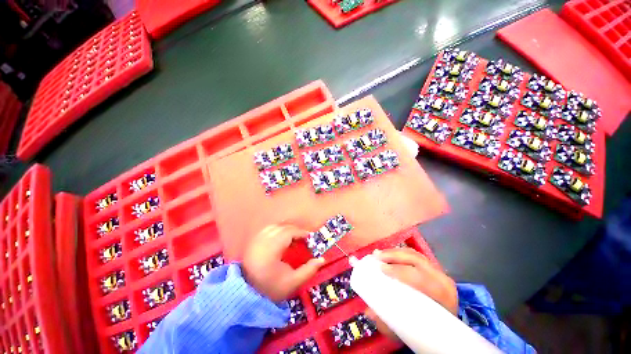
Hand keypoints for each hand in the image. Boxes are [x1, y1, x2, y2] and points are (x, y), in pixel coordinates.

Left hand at [243, 224, 324, 301]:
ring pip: (275, 226)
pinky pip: (268, 229)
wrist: (247, 295)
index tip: (309, 237)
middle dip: (295, 230)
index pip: (288, 232)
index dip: (301, 233)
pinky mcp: (253, 241)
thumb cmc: (271, 289)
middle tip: (303, 239)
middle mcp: (262, 241)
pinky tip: (281, 238)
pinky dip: (277, 230)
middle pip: (282, 227)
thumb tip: (322, 259)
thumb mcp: (293, 282)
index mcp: (271, 250)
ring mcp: (256, 240)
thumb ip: (309, 270)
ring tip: (294, 238)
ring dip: (286, 229)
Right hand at [364, 248, 457, 339]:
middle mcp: (442, 279)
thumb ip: (389, 323)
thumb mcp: (408, 331)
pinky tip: (388, 254)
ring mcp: (437, 271)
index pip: (421, 278)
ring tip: (378, 254)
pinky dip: (399, 253)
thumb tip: (369, 312)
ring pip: (414, 254)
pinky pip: (414, 255)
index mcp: (443, 296)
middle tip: (376, 257)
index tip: (382, 269)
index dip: (400, 270)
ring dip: (394, 252)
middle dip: (394, 256)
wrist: (444, 328)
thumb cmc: (426, 329)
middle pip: (416, 260)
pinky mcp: (430, 267)